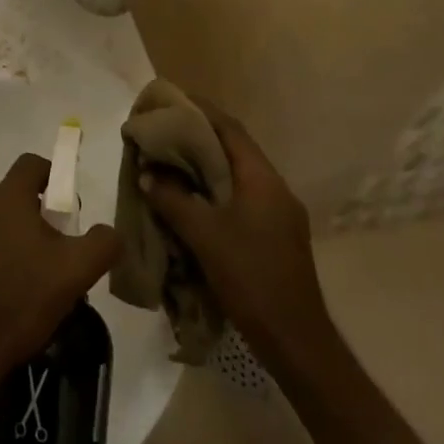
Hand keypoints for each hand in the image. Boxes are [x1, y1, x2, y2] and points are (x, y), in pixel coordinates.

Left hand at [0, 154, 120, 387]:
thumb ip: (103, 243)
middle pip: (15, 195)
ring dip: (18, 237)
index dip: (55, 176)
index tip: (69, 208)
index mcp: (5, 198)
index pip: (31, 164)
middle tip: (59, 249)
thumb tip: (110, 231)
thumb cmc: (24, 299)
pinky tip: (11, 291)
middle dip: (40, 215)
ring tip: (37, 276)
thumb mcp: (77, 271)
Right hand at [139, 101, 335, 371]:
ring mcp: (279, 214)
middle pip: (233, 149)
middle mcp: (275, 188)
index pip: (229, 129)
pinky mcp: (276, 236)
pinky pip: (240, 197)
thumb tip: (147, 174)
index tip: (171, 101)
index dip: (200, 111)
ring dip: (205, 166)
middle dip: (198, 137)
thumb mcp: (204, 236)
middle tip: (163, 132)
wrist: (296, 342)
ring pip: (236, 175)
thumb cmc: (251, 278)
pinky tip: (191, 200)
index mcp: (262, 179)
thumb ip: (173, 199)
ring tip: (170, 162)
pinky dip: (214, 190)